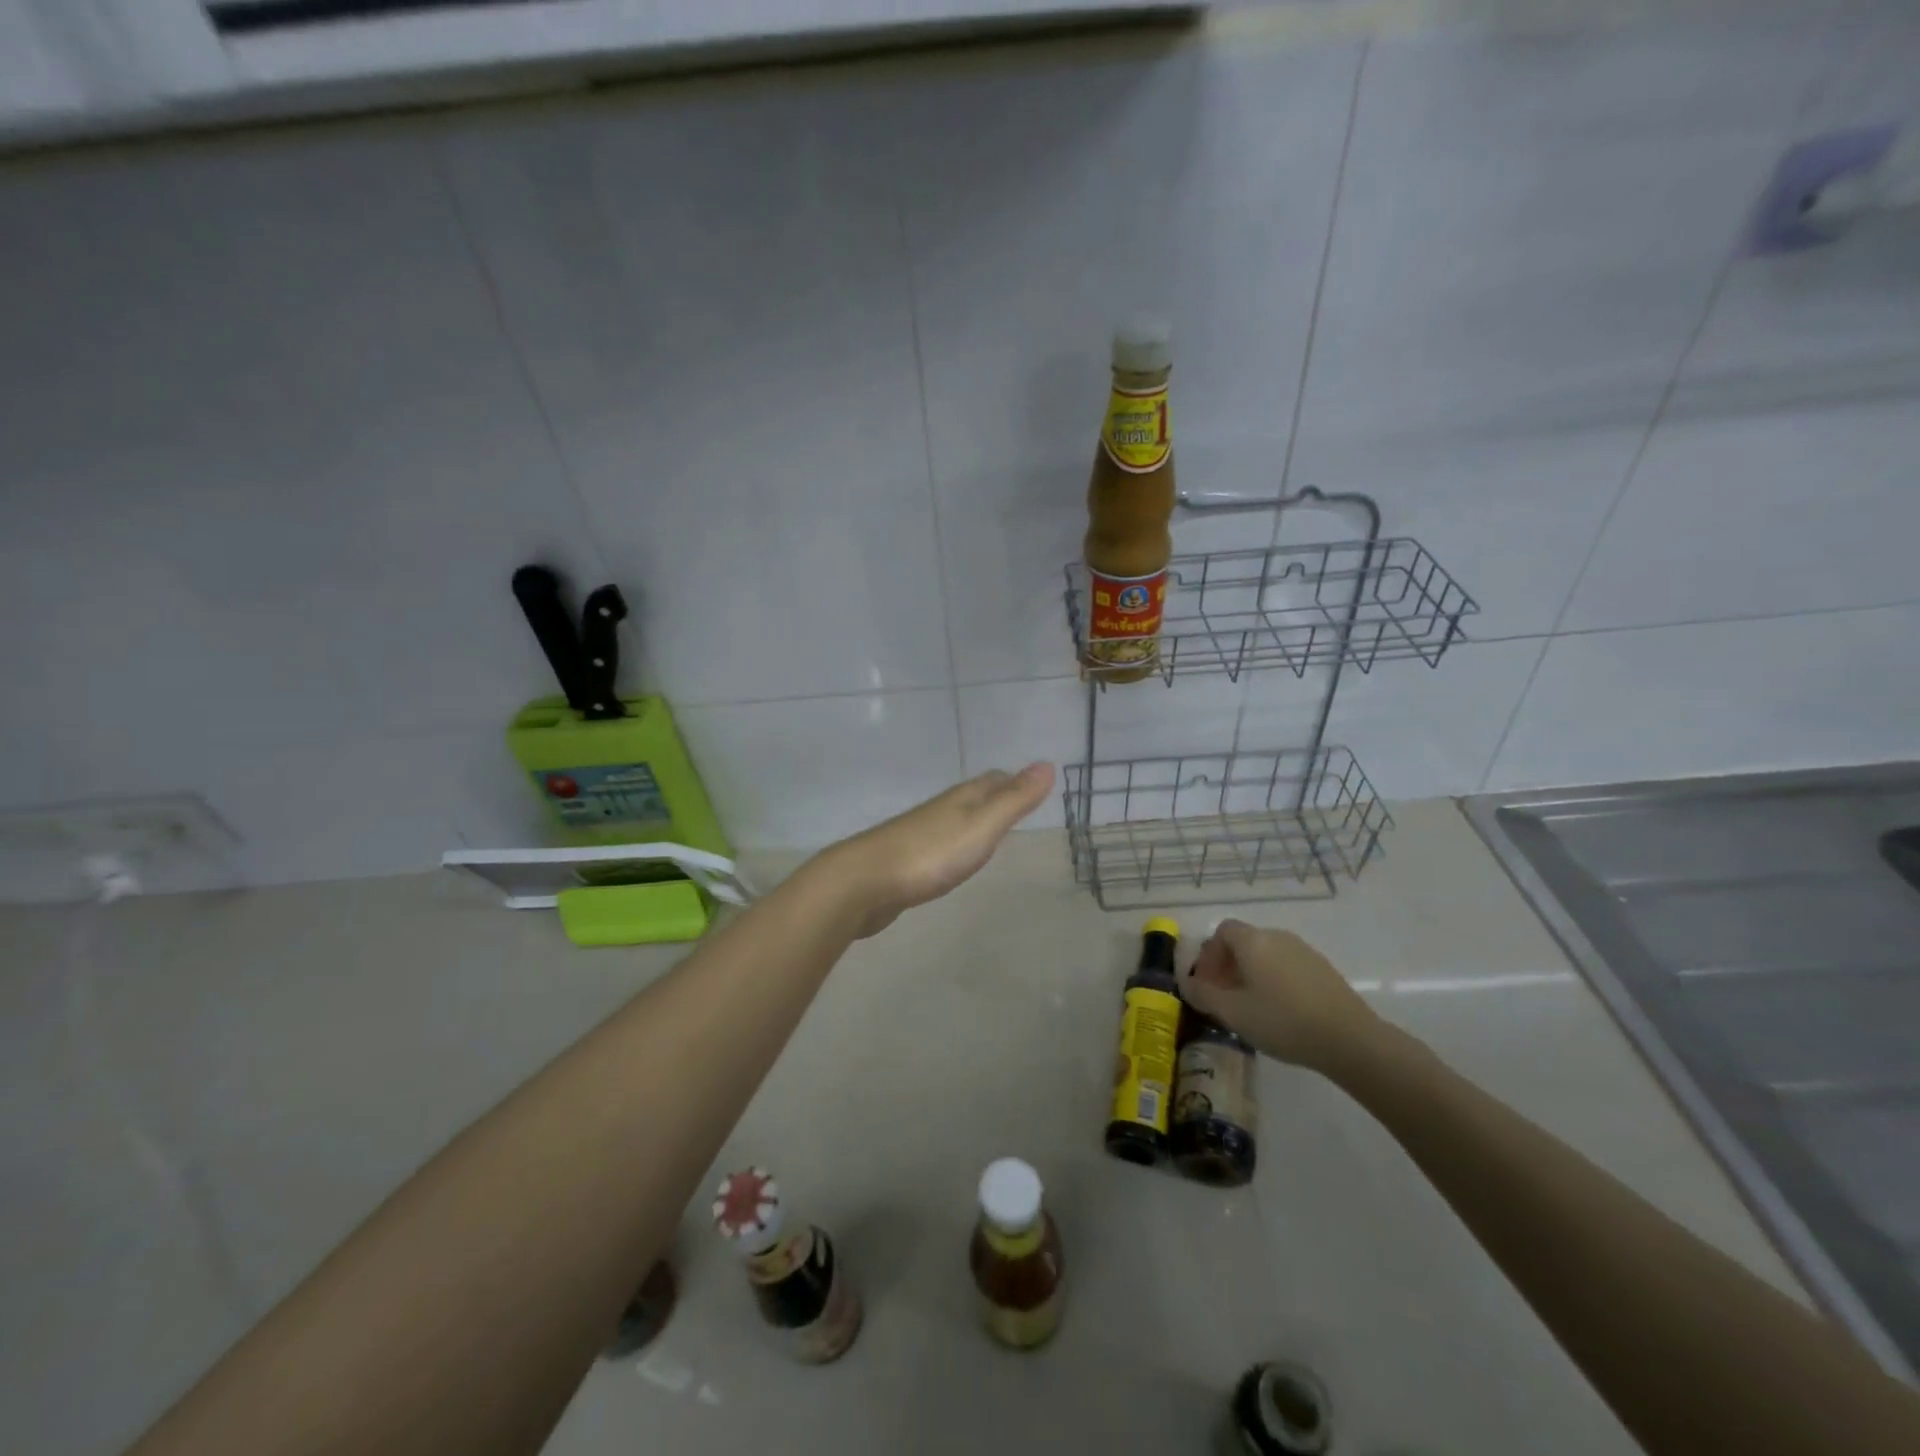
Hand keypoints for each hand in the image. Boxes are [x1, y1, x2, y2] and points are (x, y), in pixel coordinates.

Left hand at [815, 763, 1054, 936]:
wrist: (865, 881)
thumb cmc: (930, 853)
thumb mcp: (982, 826)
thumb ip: (1014, 800)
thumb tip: (1047, 764)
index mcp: (961, 799)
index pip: (993, 781)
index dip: (1013, 781)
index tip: (1031, 786)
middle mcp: (941, 810)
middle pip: (973, 797)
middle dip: (994, 798)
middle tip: (1016, 806)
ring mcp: (919, 834)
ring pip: (954, 821)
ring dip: (972, 822)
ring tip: (989, 833)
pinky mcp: (906, 862)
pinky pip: (937, 845)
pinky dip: (952, 847)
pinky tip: (951, 861)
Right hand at [1182, 920, 1385, 1075]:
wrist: (1349, 1039)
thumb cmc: (1282, 1021)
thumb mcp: (1232, 1013)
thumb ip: (1203, 995)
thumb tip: (1187, 984)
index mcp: (1253, 941)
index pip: (1222, 931)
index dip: (1210, 955)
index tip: (1208, 984)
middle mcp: (1277, 937)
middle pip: (1244, 942)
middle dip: (1228, 966)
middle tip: (1225, 998)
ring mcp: (1304, 951)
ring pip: (1267, 955)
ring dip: (1252, 974)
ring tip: (1251, 1007)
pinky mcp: (1324, 970)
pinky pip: (1287, 967)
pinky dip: (1275, 981)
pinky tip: (1281, 1012)